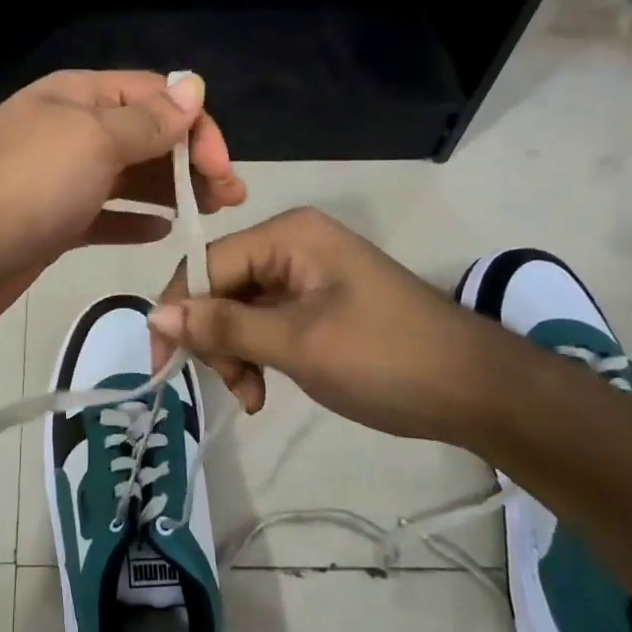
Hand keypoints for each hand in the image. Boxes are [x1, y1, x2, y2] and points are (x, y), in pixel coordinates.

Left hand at [0, 70, 245, 335]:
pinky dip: (134, 218)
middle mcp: (69, 130)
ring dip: (170, 190)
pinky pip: (105, 214)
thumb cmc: (28, 187)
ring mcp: (59, 179)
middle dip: (189, 160)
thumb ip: (146, 120)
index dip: (194, 125)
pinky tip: (162, 232)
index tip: (222, 168)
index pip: (153, 96)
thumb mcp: (93, 140)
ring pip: (128, 176)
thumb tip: (192, 89)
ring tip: (210, 213)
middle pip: (144, 135)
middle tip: (230, 196)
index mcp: (77, 97)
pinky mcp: (53, 222)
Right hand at [146, 207, 510, 441]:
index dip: (179, 311)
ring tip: (252, 396)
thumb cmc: (387, 359)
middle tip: (231, 386)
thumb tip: (153, 314)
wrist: (478, 392)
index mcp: (288, 235)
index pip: (206, 264)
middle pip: (220, 286)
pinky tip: (262, 391)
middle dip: (214, 339)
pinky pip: (265, 323)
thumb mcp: (298, 344)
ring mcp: (305, 275)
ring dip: (234, 354)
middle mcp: (292, 244)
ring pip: (238, 310)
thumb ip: (224, 326)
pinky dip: (257, 356)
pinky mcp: (317, 304)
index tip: (163, 363)